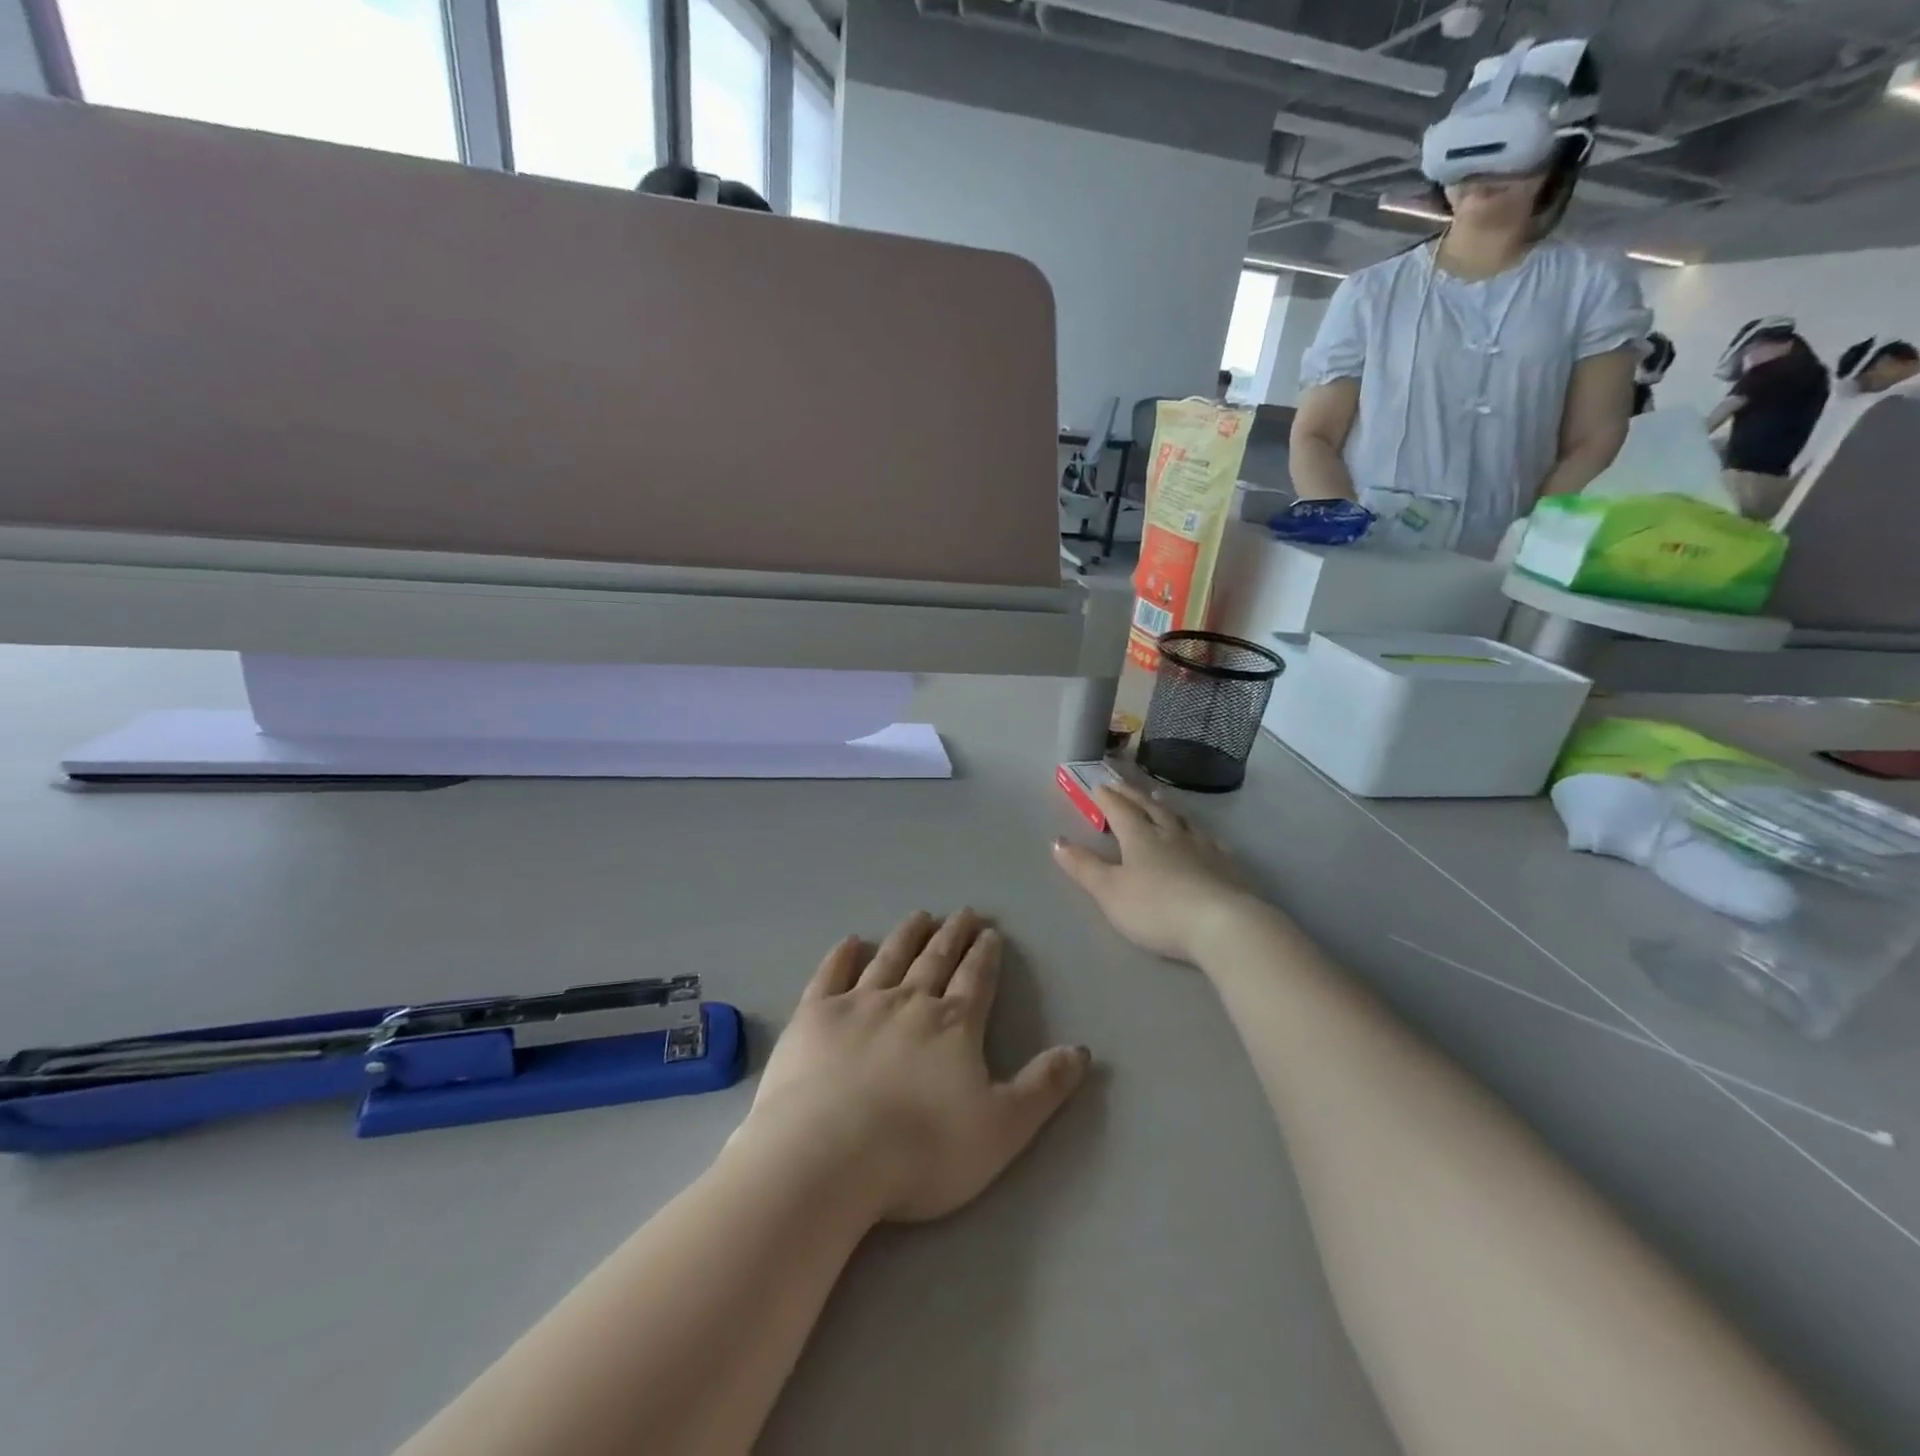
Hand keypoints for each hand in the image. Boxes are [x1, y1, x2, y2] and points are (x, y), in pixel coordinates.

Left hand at [735, 910, 1089, 1225]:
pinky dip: (842, 955)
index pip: (975, 979)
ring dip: (907, 936)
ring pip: (889, 958)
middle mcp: (909, 1002)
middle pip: (936, 960)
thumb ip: (1043, 1087)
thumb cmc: (922, 1150)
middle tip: (963, 912)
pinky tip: (851, 941)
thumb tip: (1081, 1050)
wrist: (829, 1156)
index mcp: (953, 1026)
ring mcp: (858, 1004)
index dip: (985, 955)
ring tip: (920, 916)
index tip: (990, 932)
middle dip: (953, 935)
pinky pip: (832, 975)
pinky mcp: (814, 1016)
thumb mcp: (1002, 1128)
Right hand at [1052, 781, 1252, 963]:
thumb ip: (1084, 867)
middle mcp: (1171, 834)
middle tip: (1121, 783)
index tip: (1098, 785)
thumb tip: (1056, 840)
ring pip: (1180, 820)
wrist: (1222, 924)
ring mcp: (1202, 848)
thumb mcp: (1110, 891)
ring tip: (1158, 798)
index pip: (1119, 810)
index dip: (1107, 798)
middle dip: (1132, 794)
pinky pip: (1210, 840)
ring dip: (1165, 807)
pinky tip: (1203, 836)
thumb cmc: (1156, 908)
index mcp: (1140, 838)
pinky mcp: (1227, 866)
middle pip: (1149, 808)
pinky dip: (1199, 833)